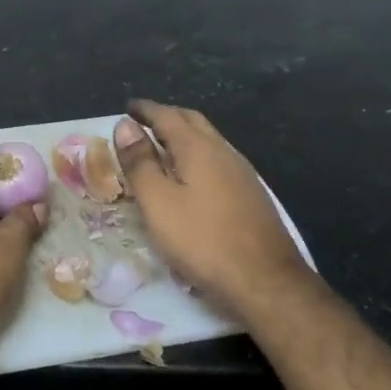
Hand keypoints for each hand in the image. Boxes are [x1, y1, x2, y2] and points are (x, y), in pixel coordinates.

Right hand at [112, 99, 311, 314]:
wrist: (265, 281)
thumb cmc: (202, 240)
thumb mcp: (158, 203)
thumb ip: (140, 162)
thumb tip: (124, 126)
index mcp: (198, 148)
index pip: (167, 115)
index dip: (144, 110)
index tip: (126, 108)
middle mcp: (223, 151)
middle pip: (192, 121)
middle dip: (166, 116)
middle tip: (142, 123)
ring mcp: (241, 172)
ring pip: (208, 140)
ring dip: (183, 135)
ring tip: (161, 147)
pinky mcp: (250, 194)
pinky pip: (217, 159)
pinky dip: (196, 155)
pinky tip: (190, 176)